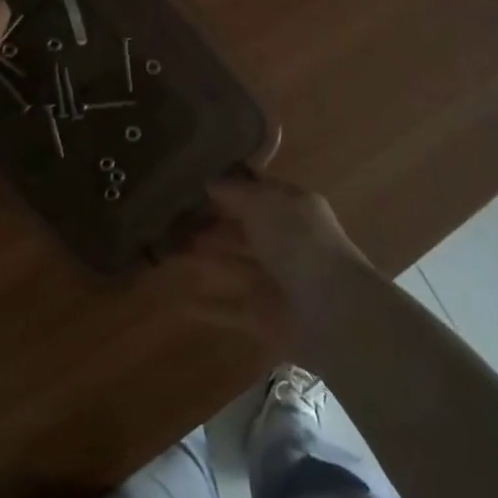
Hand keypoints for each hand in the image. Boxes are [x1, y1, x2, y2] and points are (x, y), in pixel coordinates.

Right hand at [180, 171, 370, 356]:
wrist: (331, 312)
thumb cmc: (299, 244)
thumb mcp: (265, 203)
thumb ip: (236, 192)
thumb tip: (211, 181)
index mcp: (292, 209)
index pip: (257, 192)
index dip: (228, 187)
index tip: (192, 181)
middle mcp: (284, 242)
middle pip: (243, 229)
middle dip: (211, 223)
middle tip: (171, 218)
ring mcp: (275, 281)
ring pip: (233, 265)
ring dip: (204, 259)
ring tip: (166, 250)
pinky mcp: (264, 316)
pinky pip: (229, 308)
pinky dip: (205, 306)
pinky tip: (176, 301)